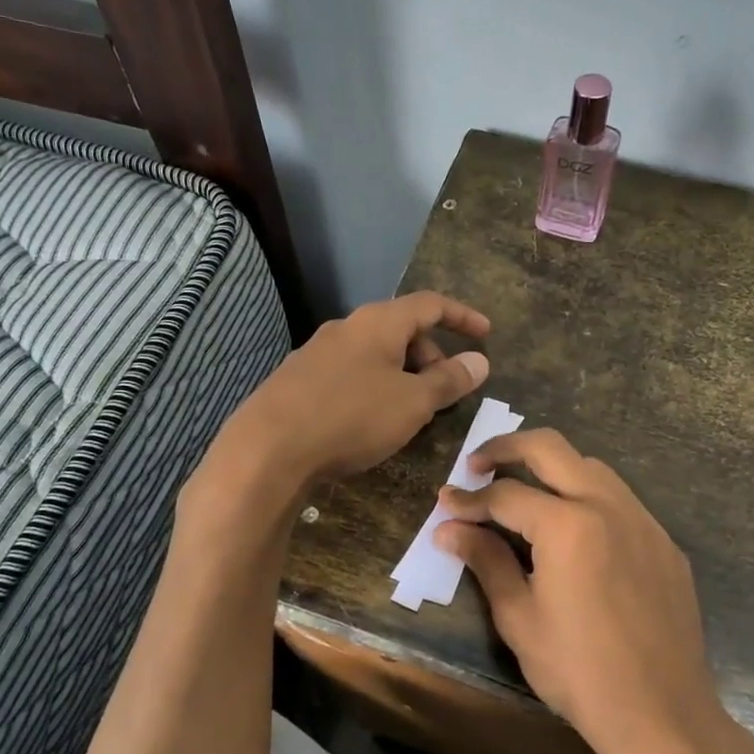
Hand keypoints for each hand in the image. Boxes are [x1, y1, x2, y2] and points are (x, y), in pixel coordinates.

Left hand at [207, 292, 491, 495]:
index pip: (431, 304)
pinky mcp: (298, 379)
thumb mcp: (412, 402)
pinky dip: (374, 387)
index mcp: (378, 322)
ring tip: (410, 411)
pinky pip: (350, 373)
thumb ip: (449, 380)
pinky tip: (370, 421)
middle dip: (431, 355)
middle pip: (401, 329)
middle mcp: (347, 327)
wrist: (267, 448)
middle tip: (444, 391)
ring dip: (402, 374)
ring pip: (375, 354)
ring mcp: (317, 352)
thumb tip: (479, 361)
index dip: (463, 317)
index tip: (486, 335)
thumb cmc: (351, 417)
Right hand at [434, 430, 753, 753]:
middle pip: (550, 448)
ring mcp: (643, 520)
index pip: (505, 495)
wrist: (662, 715)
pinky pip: (620, 500)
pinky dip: (587, 497)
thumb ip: (485, 561)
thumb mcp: (519, 618)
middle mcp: (608, 505)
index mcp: (567, 524)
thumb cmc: (579, 671)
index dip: (469, 499)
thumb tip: (449, 529)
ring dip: (551, 467)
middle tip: (477, 465)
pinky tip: (574, 531)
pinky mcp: (664, 542)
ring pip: (590, 466)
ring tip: (523, 492)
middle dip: (506, 447)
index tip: (445, 503)